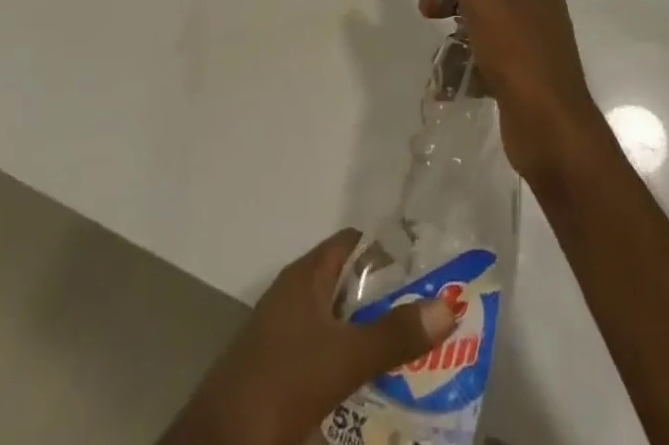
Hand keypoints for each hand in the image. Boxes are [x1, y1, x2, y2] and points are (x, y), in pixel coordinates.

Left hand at [162, 229, 457, 444]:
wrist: (219, 443)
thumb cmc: (281, 382)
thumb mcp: (345, 359)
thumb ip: (395, 334)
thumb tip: (449, 304)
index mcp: (307, 275)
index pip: (354, 243)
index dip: (389, 250)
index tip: (427, 267)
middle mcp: (296, 295)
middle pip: (350, 285)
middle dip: (388, 301)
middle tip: (431, 317)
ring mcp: (285, 334)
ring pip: (339, 325)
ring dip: (371, 337)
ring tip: (415, 355)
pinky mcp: (280, 371)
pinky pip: (325, 356)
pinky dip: (351, 366)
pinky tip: (375, 389)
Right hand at [417, 0, 608, 187]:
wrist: (552, 134)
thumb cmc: (520, 57)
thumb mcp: (483, 2)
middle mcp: (539, 13)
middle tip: (427, 0)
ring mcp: (531, 49)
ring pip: (486, 24)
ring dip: (455, 23)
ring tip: (432, 32)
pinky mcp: (521, 81)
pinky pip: (487, 59)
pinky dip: (466, 60)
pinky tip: (446, 77)